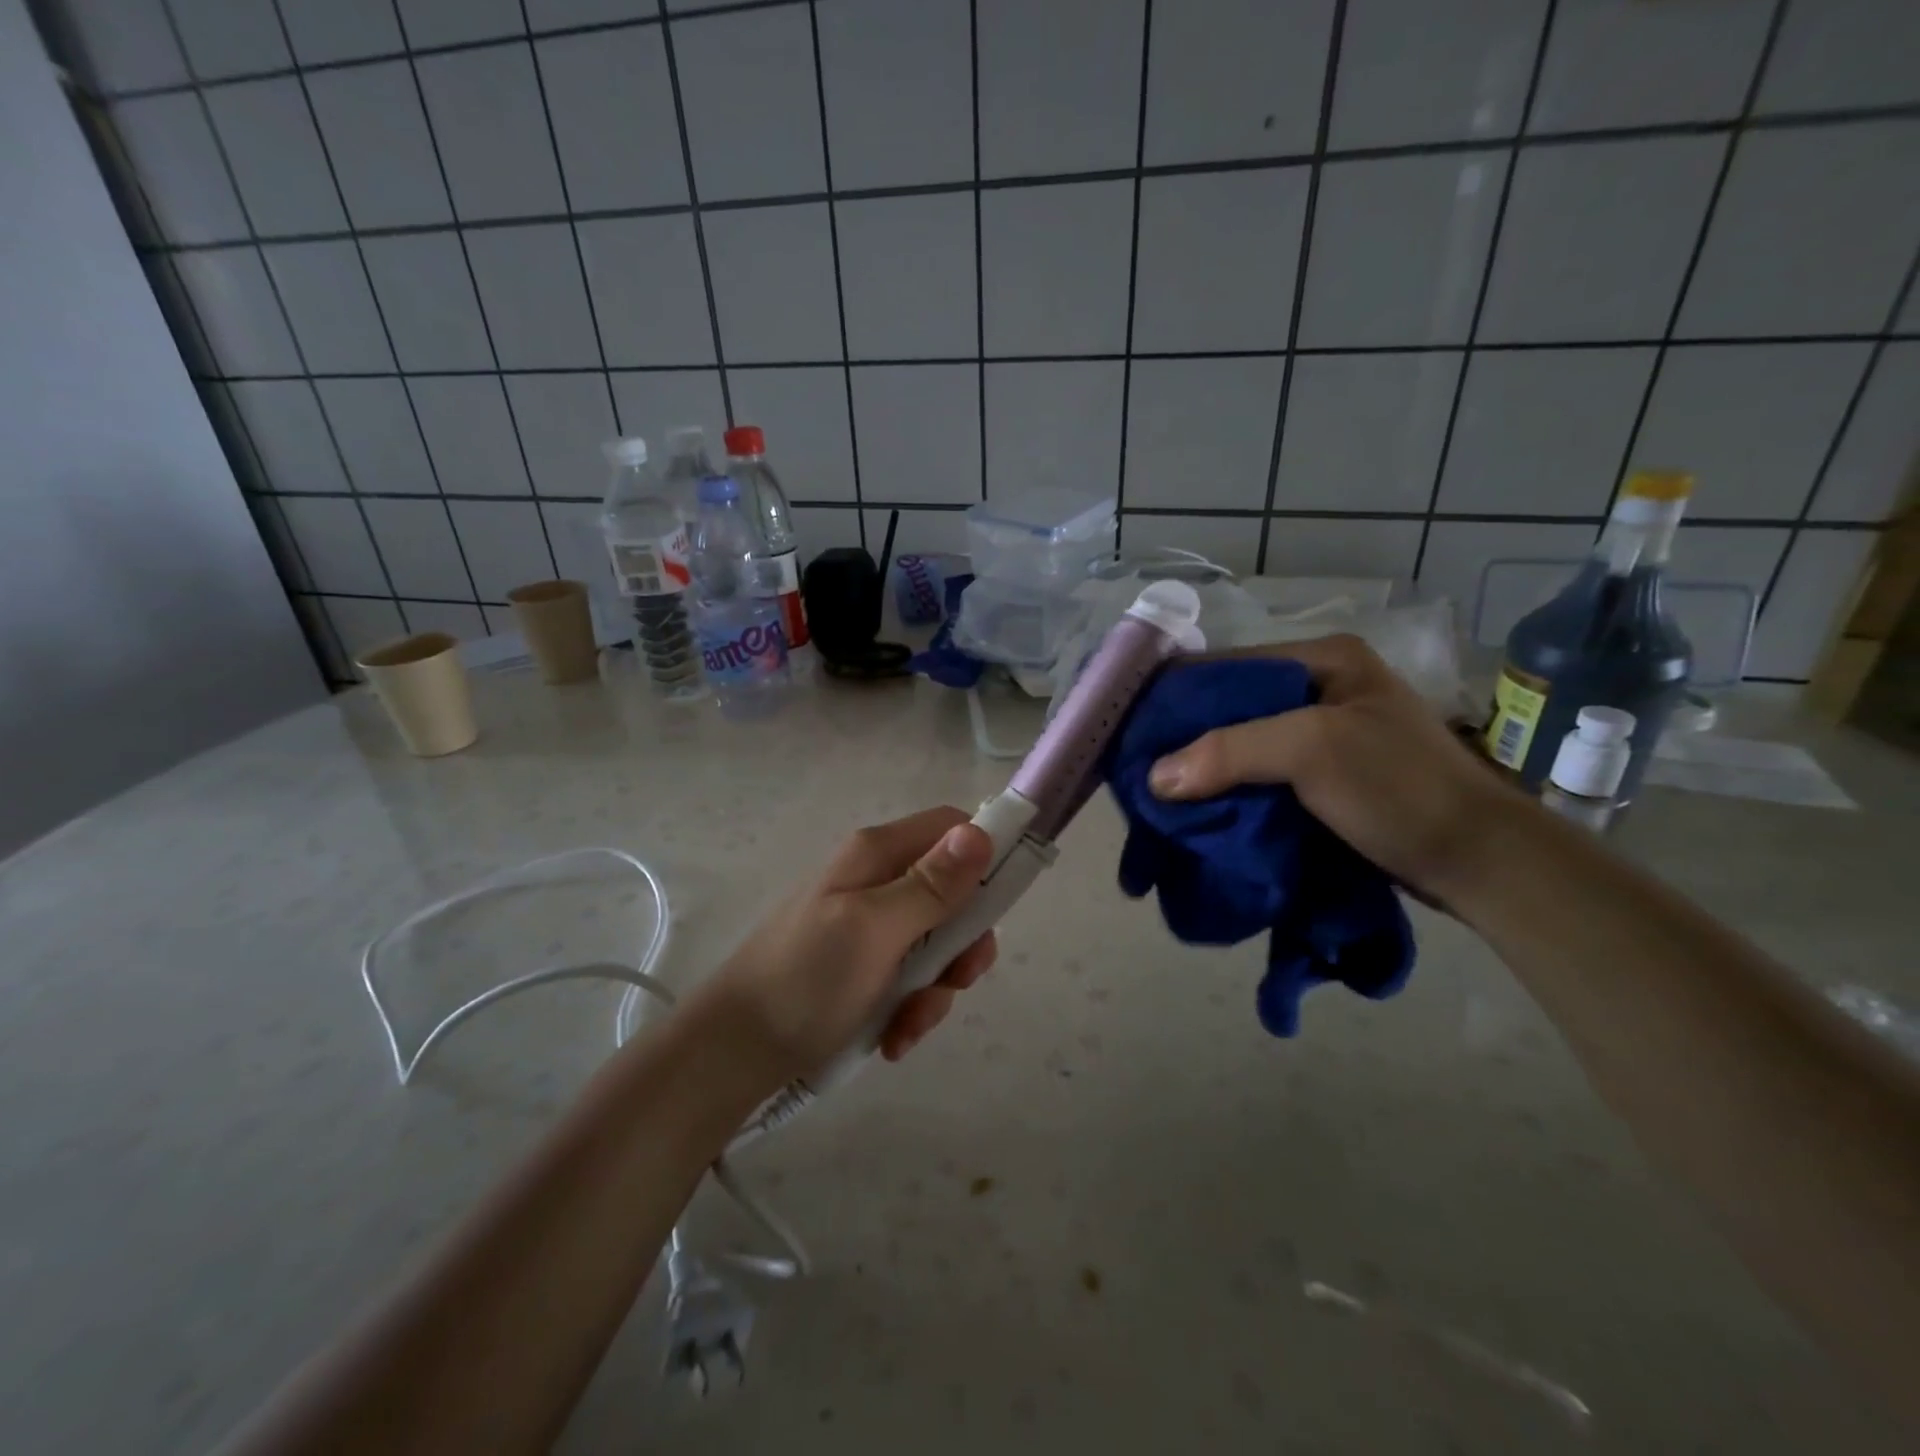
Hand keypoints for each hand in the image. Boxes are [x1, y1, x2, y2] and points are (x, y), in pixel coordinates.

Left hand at [699, 807, 997, 1084]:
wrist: (732, 1055)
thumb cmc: (805, 981)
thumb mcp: (874, 930)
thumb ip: (931, 884)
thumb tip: (981, 831)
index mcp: (877, 855)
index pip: (952, 828)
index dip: (986, 856)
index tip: (1000, 908)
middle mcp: (876, 881)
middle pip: (953, 893)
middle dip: (961, 944)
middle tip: (953, 981)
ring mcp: (868, 926)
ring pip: (936, 943)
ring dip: (934, 989)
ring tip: (904, 1026)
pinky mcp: (861, 967)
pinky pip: (909, 978)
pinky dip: (908, 1009)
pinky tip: (890, 1038)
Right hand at [1145, 634, 1519, 902]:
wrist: (1479, 862)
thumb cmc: (1400, 789)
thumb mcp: (1315, 751)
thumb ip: (1231, 750)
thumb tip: (1154, 777)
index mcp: (1320, 659)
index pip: (1225, 666)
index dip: (1175, 695)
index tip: (1128, 728)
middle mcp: (1316, 687)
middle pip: (1229, 706)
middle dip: (1183, 737)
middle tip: (1135, 768)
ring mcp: (1321, 734)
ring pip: (1239, 744)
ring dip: (1201, 768)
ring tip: (1154, 793)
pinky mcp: (1322, 777)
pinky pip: (1256, 775)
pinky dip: (1225, 791)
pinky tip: (1195, 810)